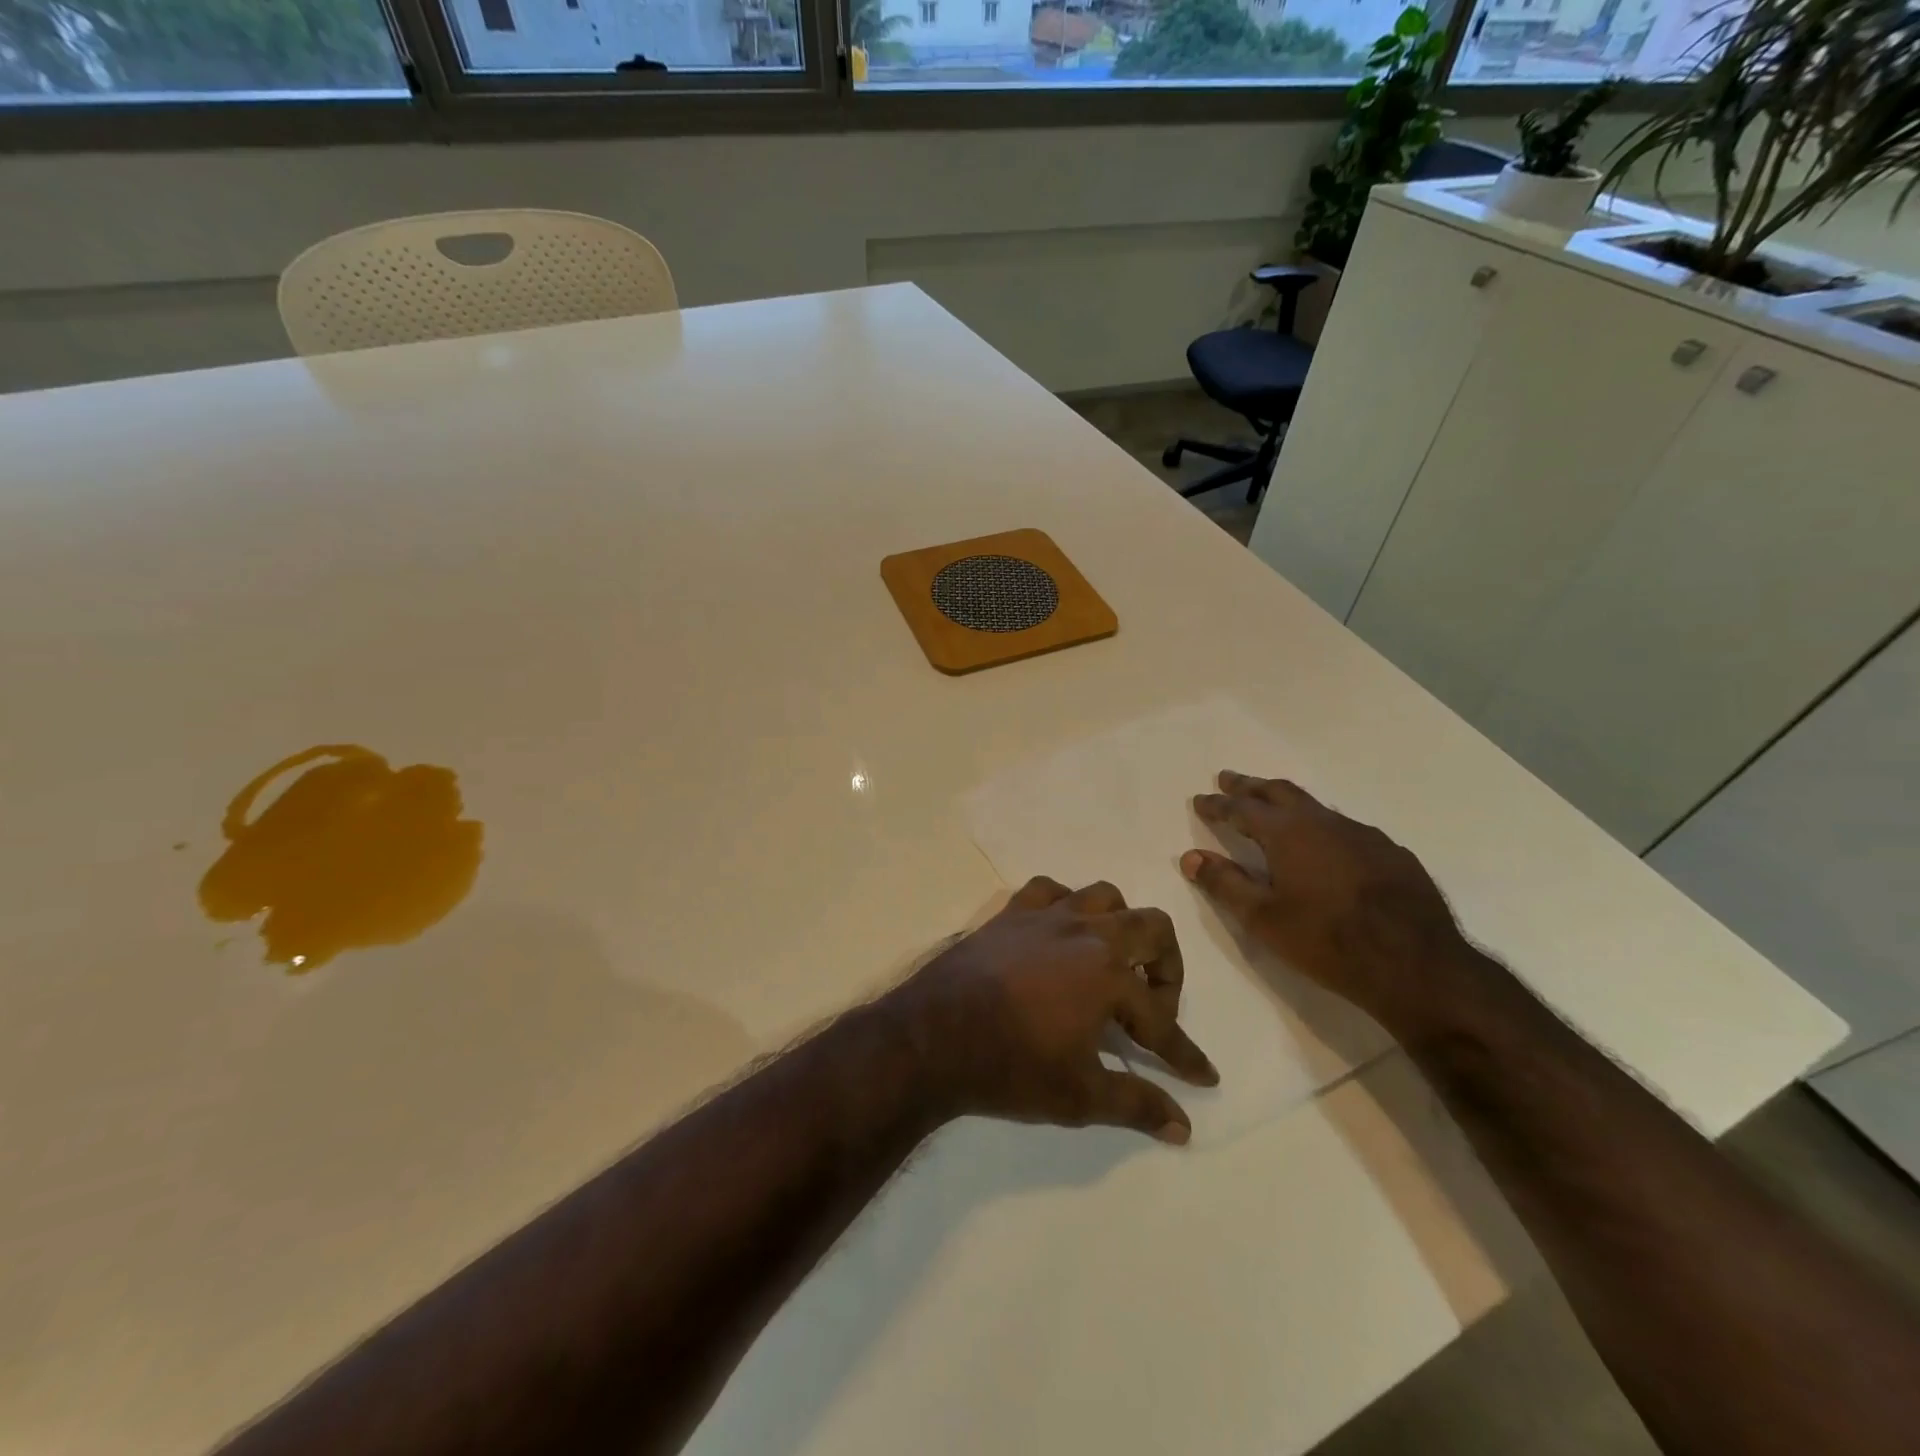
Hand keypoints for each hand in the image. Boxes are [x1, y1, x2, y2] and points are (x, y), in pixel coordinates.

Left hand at [884, 878, 1218, 1144]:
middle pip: (1151, 926)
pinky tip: (1061, 932)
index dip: (1185, 1053)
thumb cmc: (1010, 1068)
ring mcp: (1046, 916)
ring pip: (1104, 896)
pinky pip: (1050, 890)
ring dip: (1121, 926)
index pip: (1161, 1019)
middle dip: (1167, 967)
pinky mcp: (1010, 913)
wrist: (932, 1038)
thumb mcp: (1079, 1096)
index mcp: (1108, 975)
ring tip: (1113, 962)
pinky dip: (1066, 905)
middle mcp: (1086, 932)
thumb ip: (1136, 1104)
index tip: (1202, 1075)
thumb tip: (1183, 1127)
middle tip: (1155, 1004)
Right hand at [1180, 772, 1476, 1034]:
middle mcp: (1324, 822)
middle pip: (1280, 792)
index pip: (1242, 809)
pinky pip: (1348, 830)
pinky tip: (1329, 849)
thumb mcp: (1264, 918)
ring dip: (1289, 804)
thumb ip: (1224, 884)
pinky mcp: (1394, 854)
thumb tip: (1191, 857)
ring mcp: (1364, 835)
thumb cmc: (1327, 940)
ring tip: (1275, 808)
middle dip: (1250, 786)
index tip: (1200, 800)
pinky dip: (1324, 829)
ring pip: (1317, 808)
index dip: (1218, 805)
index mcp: (1288, 832)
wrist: (1417, 965)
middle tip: (1230, 780)